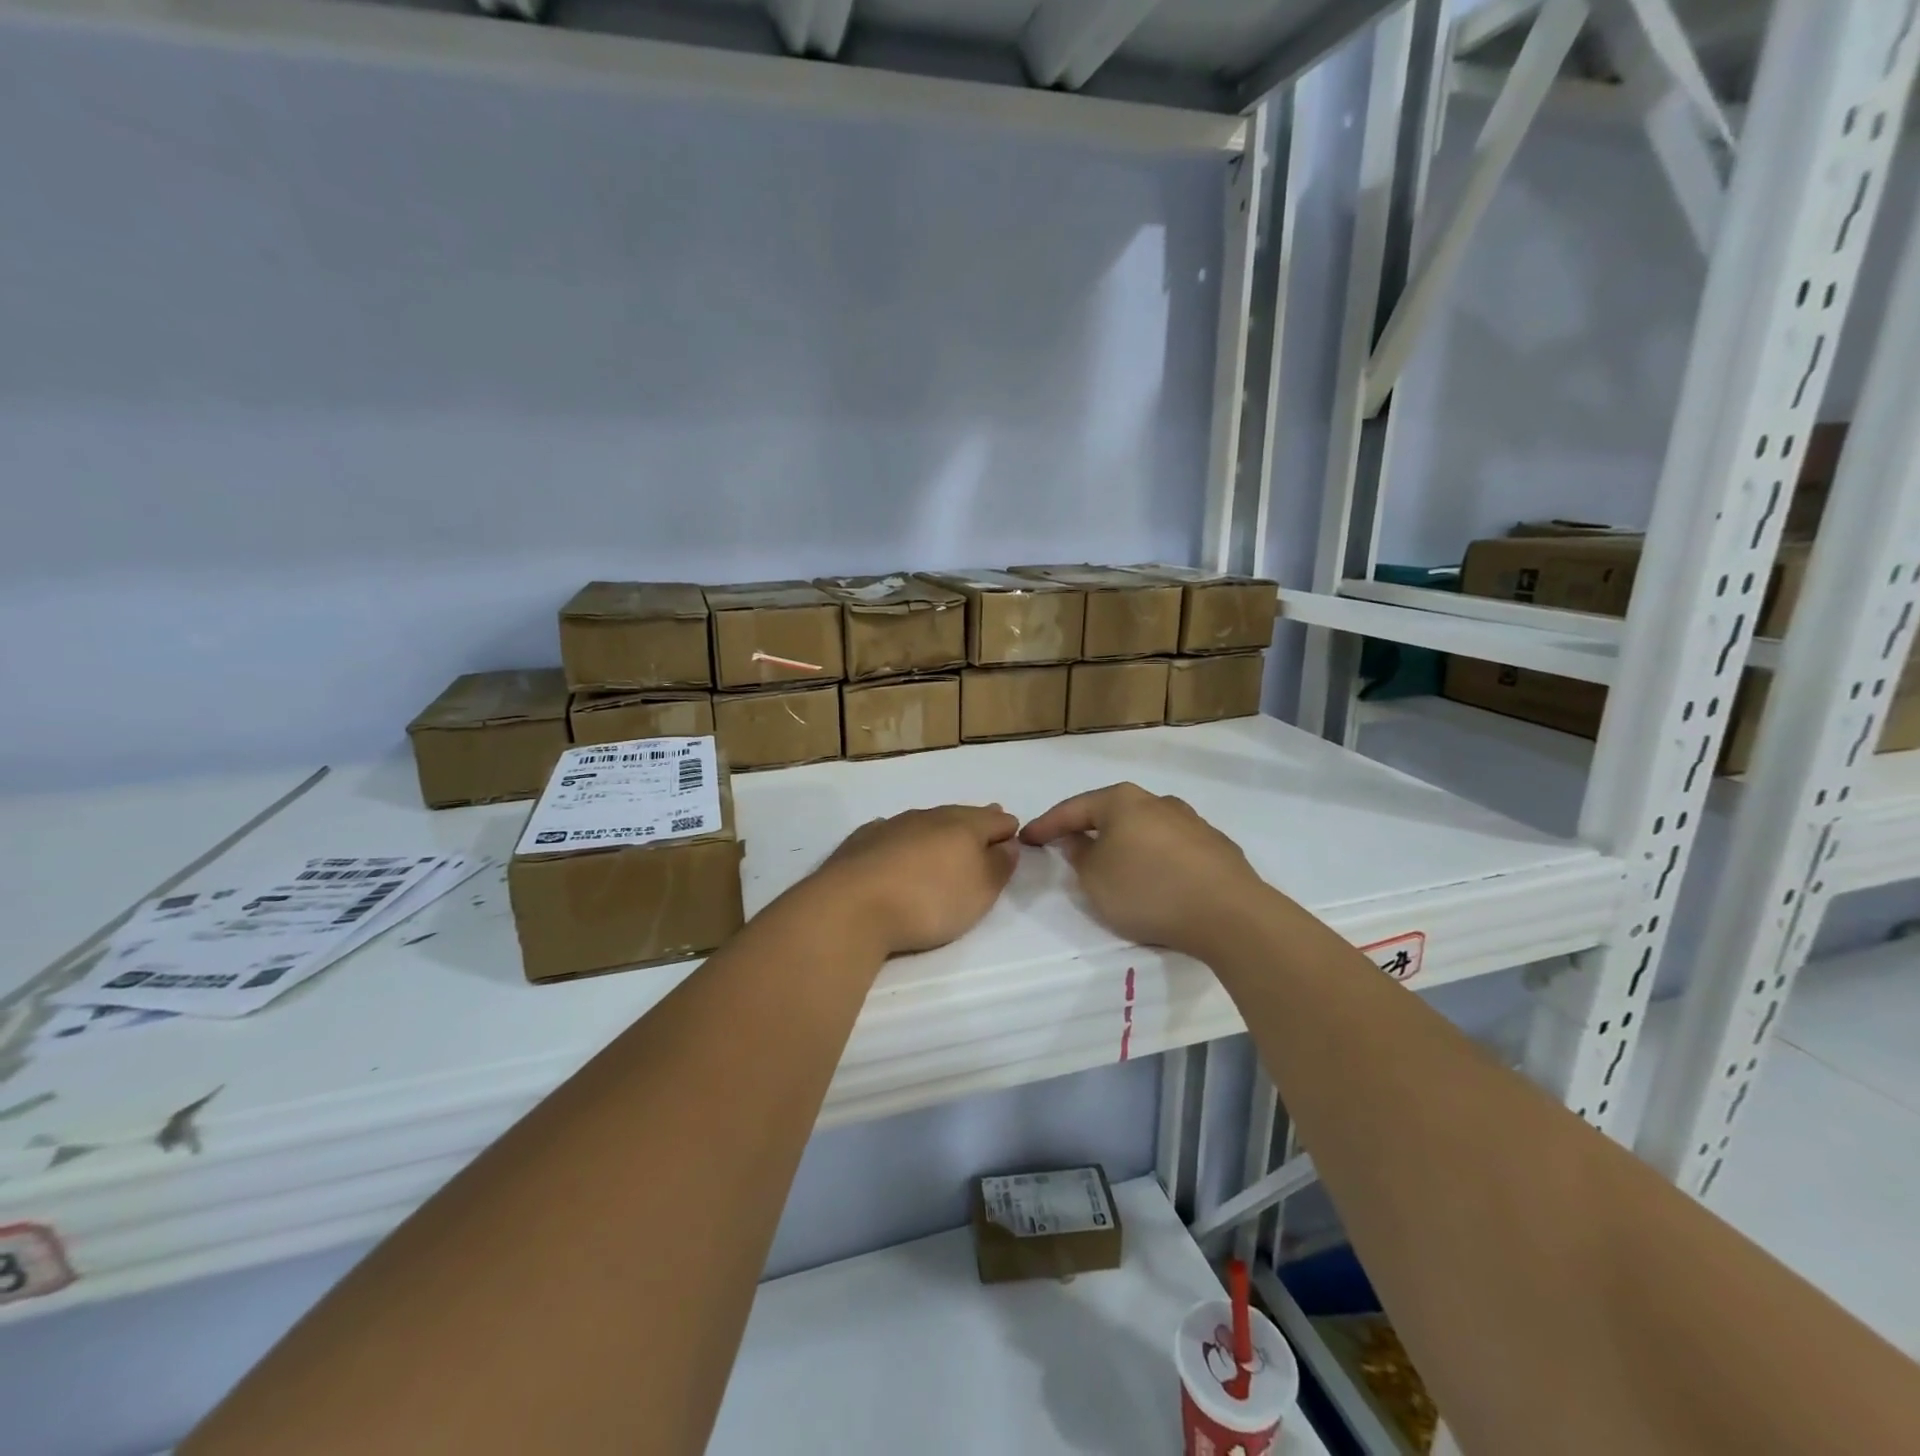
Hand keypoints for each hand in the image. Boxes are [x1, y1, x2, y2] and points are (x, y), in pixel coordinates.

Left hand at [810, 804, 1019, 957]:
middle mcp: (929, 817)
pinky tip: (897, 844)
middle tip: (985, 825)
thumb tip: (1007, 844)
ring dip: (938, 830)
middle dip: (975, 822)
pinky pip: (891, 832)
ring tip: (944, 839)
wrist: (852, 907)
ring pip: (925, 821)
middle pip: (960, 815)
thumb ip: (999, 866)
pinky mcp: (862, 841)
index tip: (1013, 837)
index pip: (995, 820)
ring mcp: (892, 826)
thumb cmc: (928, 901)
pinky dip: (902, 838)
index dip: (1007, 829)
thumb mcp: (979, 892)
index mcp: (963, 826)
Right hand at [1020, 783, 1268, 958]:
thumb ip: (1079, 855)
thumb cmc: (1148, 890)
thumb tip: (1078, 839)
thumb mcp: (1095, 879)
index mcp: (1123, 801)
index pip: (1073, 808)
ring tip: (1115, 868)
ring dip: (1125, 845)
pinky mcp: (1216, 847)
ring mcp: (1192, 822)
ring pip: (1145, 829)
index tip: (1026, 838)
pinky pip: (1172, 849)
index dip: (1046, 825)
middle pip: (1112, 813)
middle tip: (1068, 848)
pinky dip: (1155, 859)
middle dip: (1088, 830)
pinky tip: (1156, 880)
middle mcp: (1158, 801)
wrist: (1230, 914)